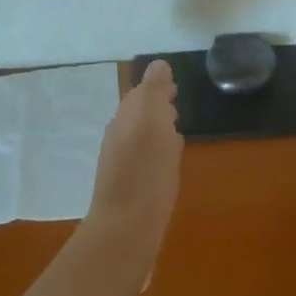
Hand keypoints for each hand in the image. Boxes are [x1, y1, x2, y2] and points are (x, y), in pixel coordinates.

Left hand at [85, 60, 183, 257]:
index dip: (157, 88)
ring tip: (175, 133)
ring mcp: (120, 163)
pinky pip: (143, 160)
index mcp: (126, 117)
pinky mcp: (127, 188)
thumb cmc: (146, 172)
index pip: (141, 92)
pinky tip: (168, 165)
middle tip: (176, 106)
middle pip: (138, 114)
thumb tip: (159, 65)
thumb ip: (155, 90)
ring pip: (140, 137)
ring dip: (156, 131)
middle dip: (156, 107)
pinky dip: (156, 154)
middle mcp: (119, 136)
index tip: (175, 88)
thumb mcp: (153, 120)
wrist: (126, 230)